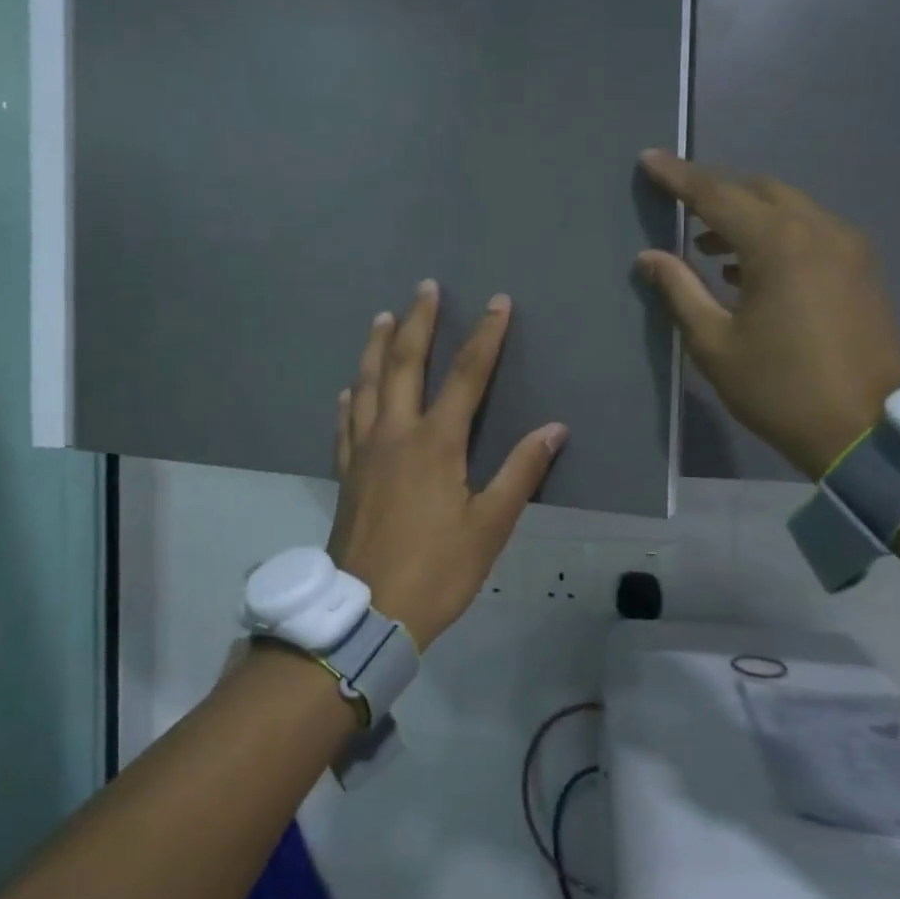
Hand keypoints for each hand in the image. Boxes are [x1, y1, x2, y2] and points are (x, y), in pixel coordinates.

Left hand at [327, 280, 567, 649]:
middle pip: (404, 364)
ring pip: (367, 385)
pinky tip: (348, 389)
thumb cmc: (437, 569)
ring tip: (381, 317)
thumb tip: (554, 429)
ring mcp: (364, 452)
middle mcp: (395, 434)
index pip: (466, 376)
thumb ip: (521, 472)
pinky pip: (344, 424)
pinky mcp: (346, 474)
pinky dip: (349, 399)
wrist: (367, 610)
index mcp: (435, 443)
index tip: (497, 302)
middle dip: (417, 322)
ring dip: (375, 347)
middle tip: (425, 288)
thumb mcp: (490, 526)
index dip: (485, 336)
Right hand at [635, 150, 899, 477]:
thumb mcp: (715, 344)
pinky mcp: (862, 269)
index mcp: (778, 243)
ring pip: (789, 208)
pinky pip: (810, 231)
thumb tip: (650, 257)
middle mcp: (819, 229)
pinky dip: (775, 235)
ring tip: (708, 247)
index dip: (679, 177)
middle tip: (680, 211)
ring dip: (747, 216)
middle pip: (759, 191)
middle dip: (716, 194)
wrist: (868, 429)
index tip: (650, 159)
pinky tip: (750, 269)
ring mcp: (848, 247)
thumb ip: (680, 290)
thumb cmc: (780, 388)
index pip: (717, 195)